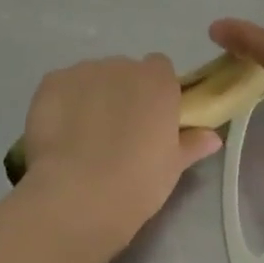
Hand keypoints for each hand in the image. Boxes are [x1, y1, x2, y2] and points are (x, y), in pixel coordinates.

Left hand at [19, 55, 221, 255]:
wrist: (78, 196)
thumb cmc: (138, 183)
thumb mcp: (172, 167)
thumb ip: (192, 144)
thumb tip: (212, 137)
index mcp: (158, 81)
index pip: (160, 68)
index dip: (154, 92)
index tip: (150, 119)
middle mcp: (122, 66)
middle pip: (124, 71)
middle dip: (121, 93)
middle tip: (116, 132)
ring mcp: (83, 71)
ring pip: (91, 77)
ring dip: (91, 96)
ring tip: (82, 137)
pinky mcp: (50, 82)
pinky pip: (60, 86)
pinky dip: (61, 103)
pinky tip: (59, 135)